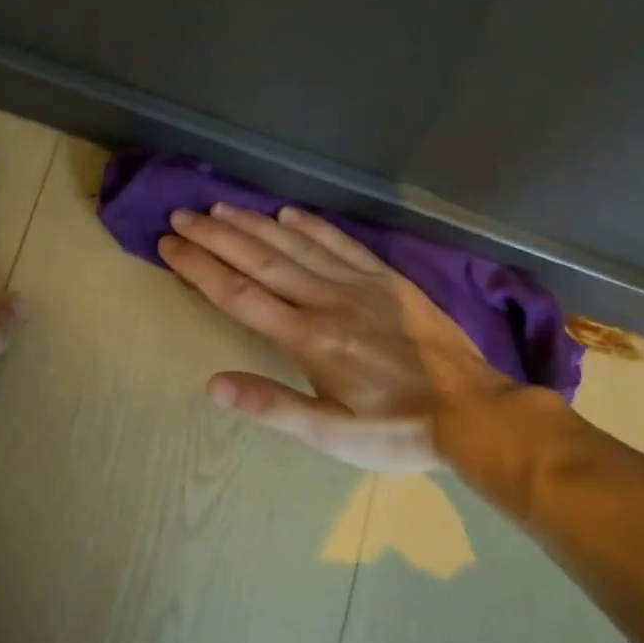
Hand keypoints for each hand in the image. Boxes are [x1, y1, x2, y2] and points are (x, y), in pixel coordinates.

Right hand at [158, 204, 514, 470]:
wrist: (474, 412)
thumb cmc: (396, 431)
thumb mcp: (330, 434)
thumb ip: (272, 405)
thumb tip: (213, 384)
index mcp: (307, 338)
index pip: (238, 294)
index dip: (199, 268)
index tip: (169, 246)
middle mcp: (325, 300)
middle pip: (259, 260)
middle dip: (215, 236)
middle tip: (181, 216)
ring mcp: (358, 285)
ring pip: (295, 245)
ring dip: (254, 224)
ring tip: (220, 208)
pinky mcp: (386, 280)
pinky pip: (341, 243)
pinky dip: (311, 225)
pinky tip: (289, 213)